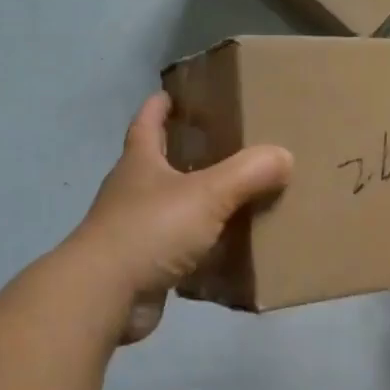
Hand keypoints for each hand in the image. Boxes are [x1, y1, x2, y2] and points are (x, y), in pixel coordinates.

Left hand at [72, 92, 292, 342]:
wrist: (104, 296)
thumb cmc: (150, 230)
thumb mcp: (207, 194)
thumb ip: (247, 173)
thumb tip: (284, 155)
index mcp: (139, 164)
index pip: (146, 124)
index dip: (158, 107)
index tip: (171, 93)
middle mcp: (131, 193)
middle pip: (156, 165)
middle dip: (182, 154)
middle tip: (220, 146)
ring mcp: (133, 232)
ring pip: (169, 209)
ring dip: (194, 204)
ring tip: (233, 199)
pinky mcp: (141, 268)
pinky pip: (176, 251)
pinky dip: (198, 249)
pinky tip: (225, 252)